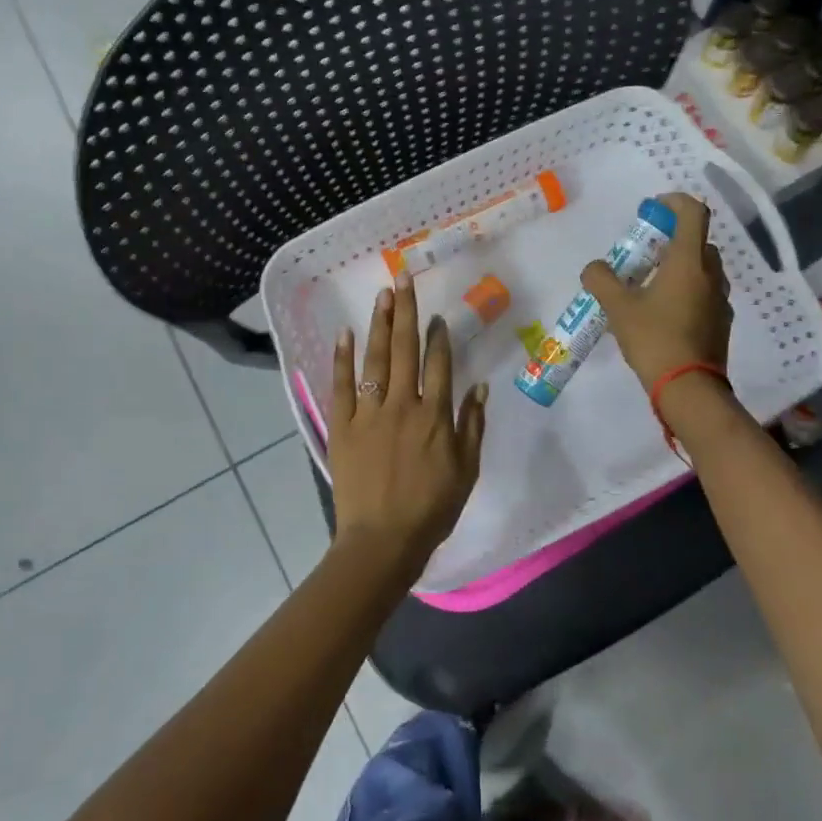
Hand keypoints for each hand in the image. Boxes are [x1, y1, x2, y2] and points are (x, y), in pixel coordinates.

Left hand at [328, 273, 487, 579]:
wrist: (383, 541)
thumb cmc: (431, 509)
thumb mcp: (466, 471)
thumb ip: (472, 426)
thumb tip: (480, 387)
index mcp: (434, 416)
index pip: (438, 364)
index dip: (439, 337)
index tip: (437, 315)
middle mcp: (402, 405)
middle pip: (404, 350)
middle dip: (405, 312)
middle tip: (403, 279)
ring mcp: (368, 414)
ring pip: (374, 360)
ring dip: (378, 325)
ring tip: (382, 295)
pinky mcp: (342, 427)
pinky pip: (341, 386)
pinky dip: (341, 359)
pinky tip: (343, 333)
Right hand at [580, 193, 732, 391]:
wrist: (689, 389)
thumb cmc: (655, 339)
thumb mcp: (618, 308)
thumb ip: (602, 280)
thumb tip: (594, 268)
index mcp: (689, 262)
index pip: (693, 213)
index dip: (674, 202)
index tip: (652, 210)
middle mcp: (711, 275)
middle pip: (698, 242)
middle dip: (672, 239)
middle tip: (645, 254)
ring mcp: (720, 300)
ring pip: (702, 270)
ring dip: (680, 267)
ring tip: (651, 285)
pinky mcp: (721, 323)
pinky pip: (704, 294)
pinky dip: (687, 292)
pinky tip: (664, 314)